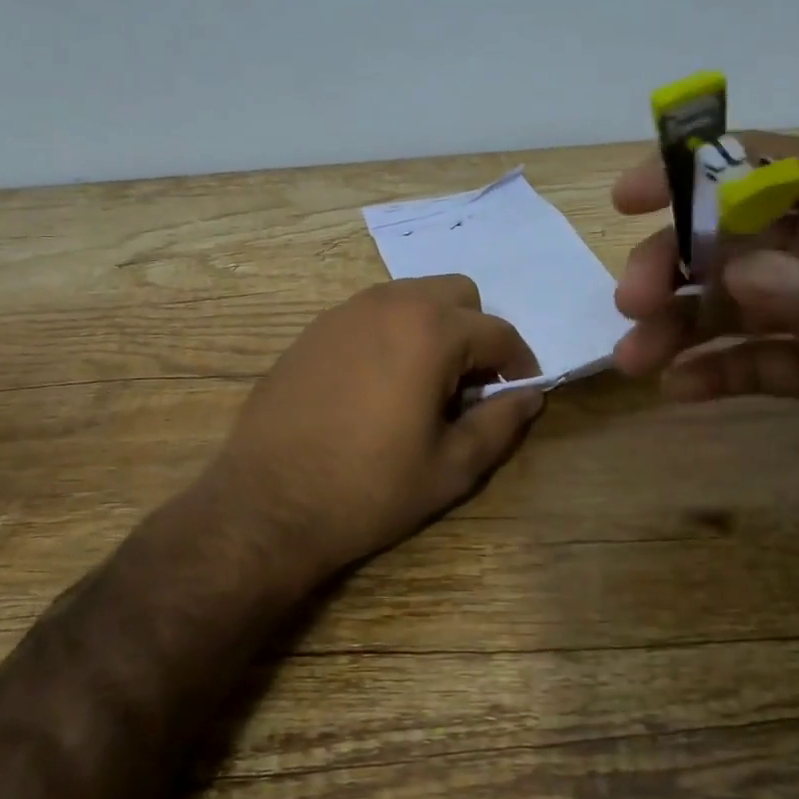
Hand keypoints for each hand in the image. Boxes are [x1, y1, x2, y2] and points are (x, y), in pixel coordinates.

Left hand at [206, 276, 543, 587]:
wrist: (267, 505)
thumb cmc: (369, 489)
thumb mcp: (451, 468)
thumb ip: (501, 423)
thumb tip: (530, 395)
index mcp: (430, 332)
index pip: (498, 332)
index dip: (520, 363)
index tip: (521, 392)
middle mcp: (389, 304)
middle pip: (457, 294)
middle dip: (476, 333)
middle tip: (468, 386)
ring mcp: (345, 312)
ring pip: (412, 297)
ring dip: (434, 328)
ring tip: (424, 385)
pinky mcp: (315, 329)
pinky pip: (372, 314)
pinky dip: (393, 334)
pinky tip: (378, 384)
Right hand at [612, 134, 798, 498]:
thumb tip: (741, 277)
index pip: (759, 167)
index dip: (689, 172)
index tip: (628, 197)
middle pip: (723, 242)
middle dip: (672, 263)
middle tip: (634, 301)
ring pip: (726, 308)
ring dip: (676, 325)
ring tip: (637, 357)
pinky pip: (754, 367)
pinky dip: (713, 374)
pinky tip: (679, 390)